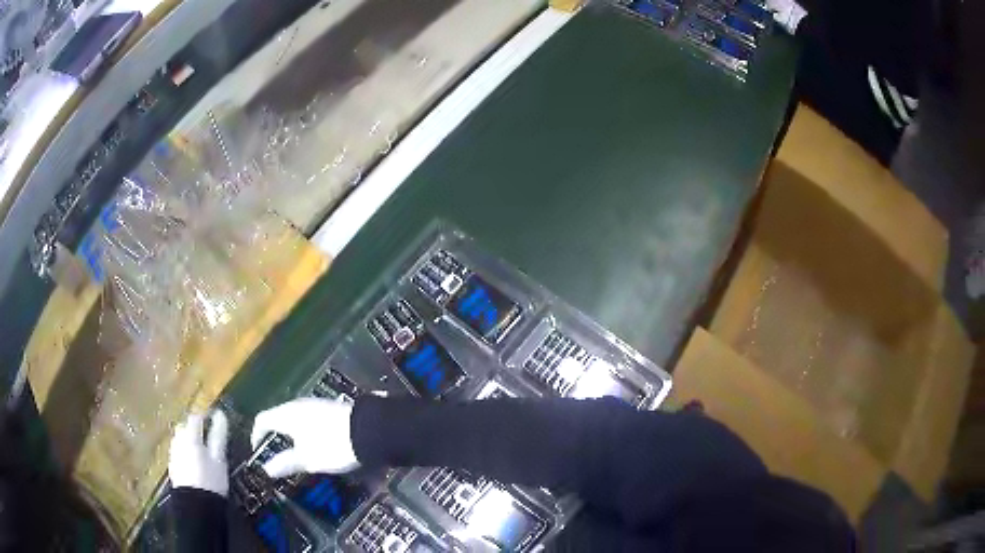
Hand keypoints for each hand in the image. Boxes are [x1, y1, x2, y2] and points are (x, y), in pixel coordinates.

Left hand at [169, 410, 228, 495]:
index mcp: (190, 437)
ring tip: (200, 451)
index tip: (213, 419)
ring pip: (179, 440)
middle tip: (207, 437)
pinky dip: (185, 453)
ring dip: (188, 440)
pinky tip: (193, 464)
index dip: (204, 416)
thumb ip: (219, 436)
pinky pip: (178, 453)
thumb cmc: (211, 481)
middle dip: (194, 429)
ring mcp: (174, 455)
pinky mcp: (173, 467)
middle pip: (184, 427)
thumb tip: (221, 415)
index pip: (195, 418)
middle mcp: (178, 442)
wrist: (196, 507)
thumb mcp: (219, 459)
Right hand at [251, 398, 358, 477]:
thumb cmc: (332, 445)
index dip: (256, 435)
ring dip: (291, 434)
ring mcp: (316, 404)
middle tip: (276, 454)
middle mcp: (298, 404)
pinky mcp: (331, 408)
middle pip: (278, 417)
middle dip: (275, 435)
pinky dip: (305, 431)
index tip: (258, 451)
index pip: (262, 419)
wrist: (370, 430)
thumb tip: (266, 469)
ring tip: (295, 452)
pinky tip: (315, 444)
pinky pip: (309, 418)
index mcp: (286, 414)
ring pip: (295, 418)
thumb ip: (285, 463)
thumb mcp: (307, 459)